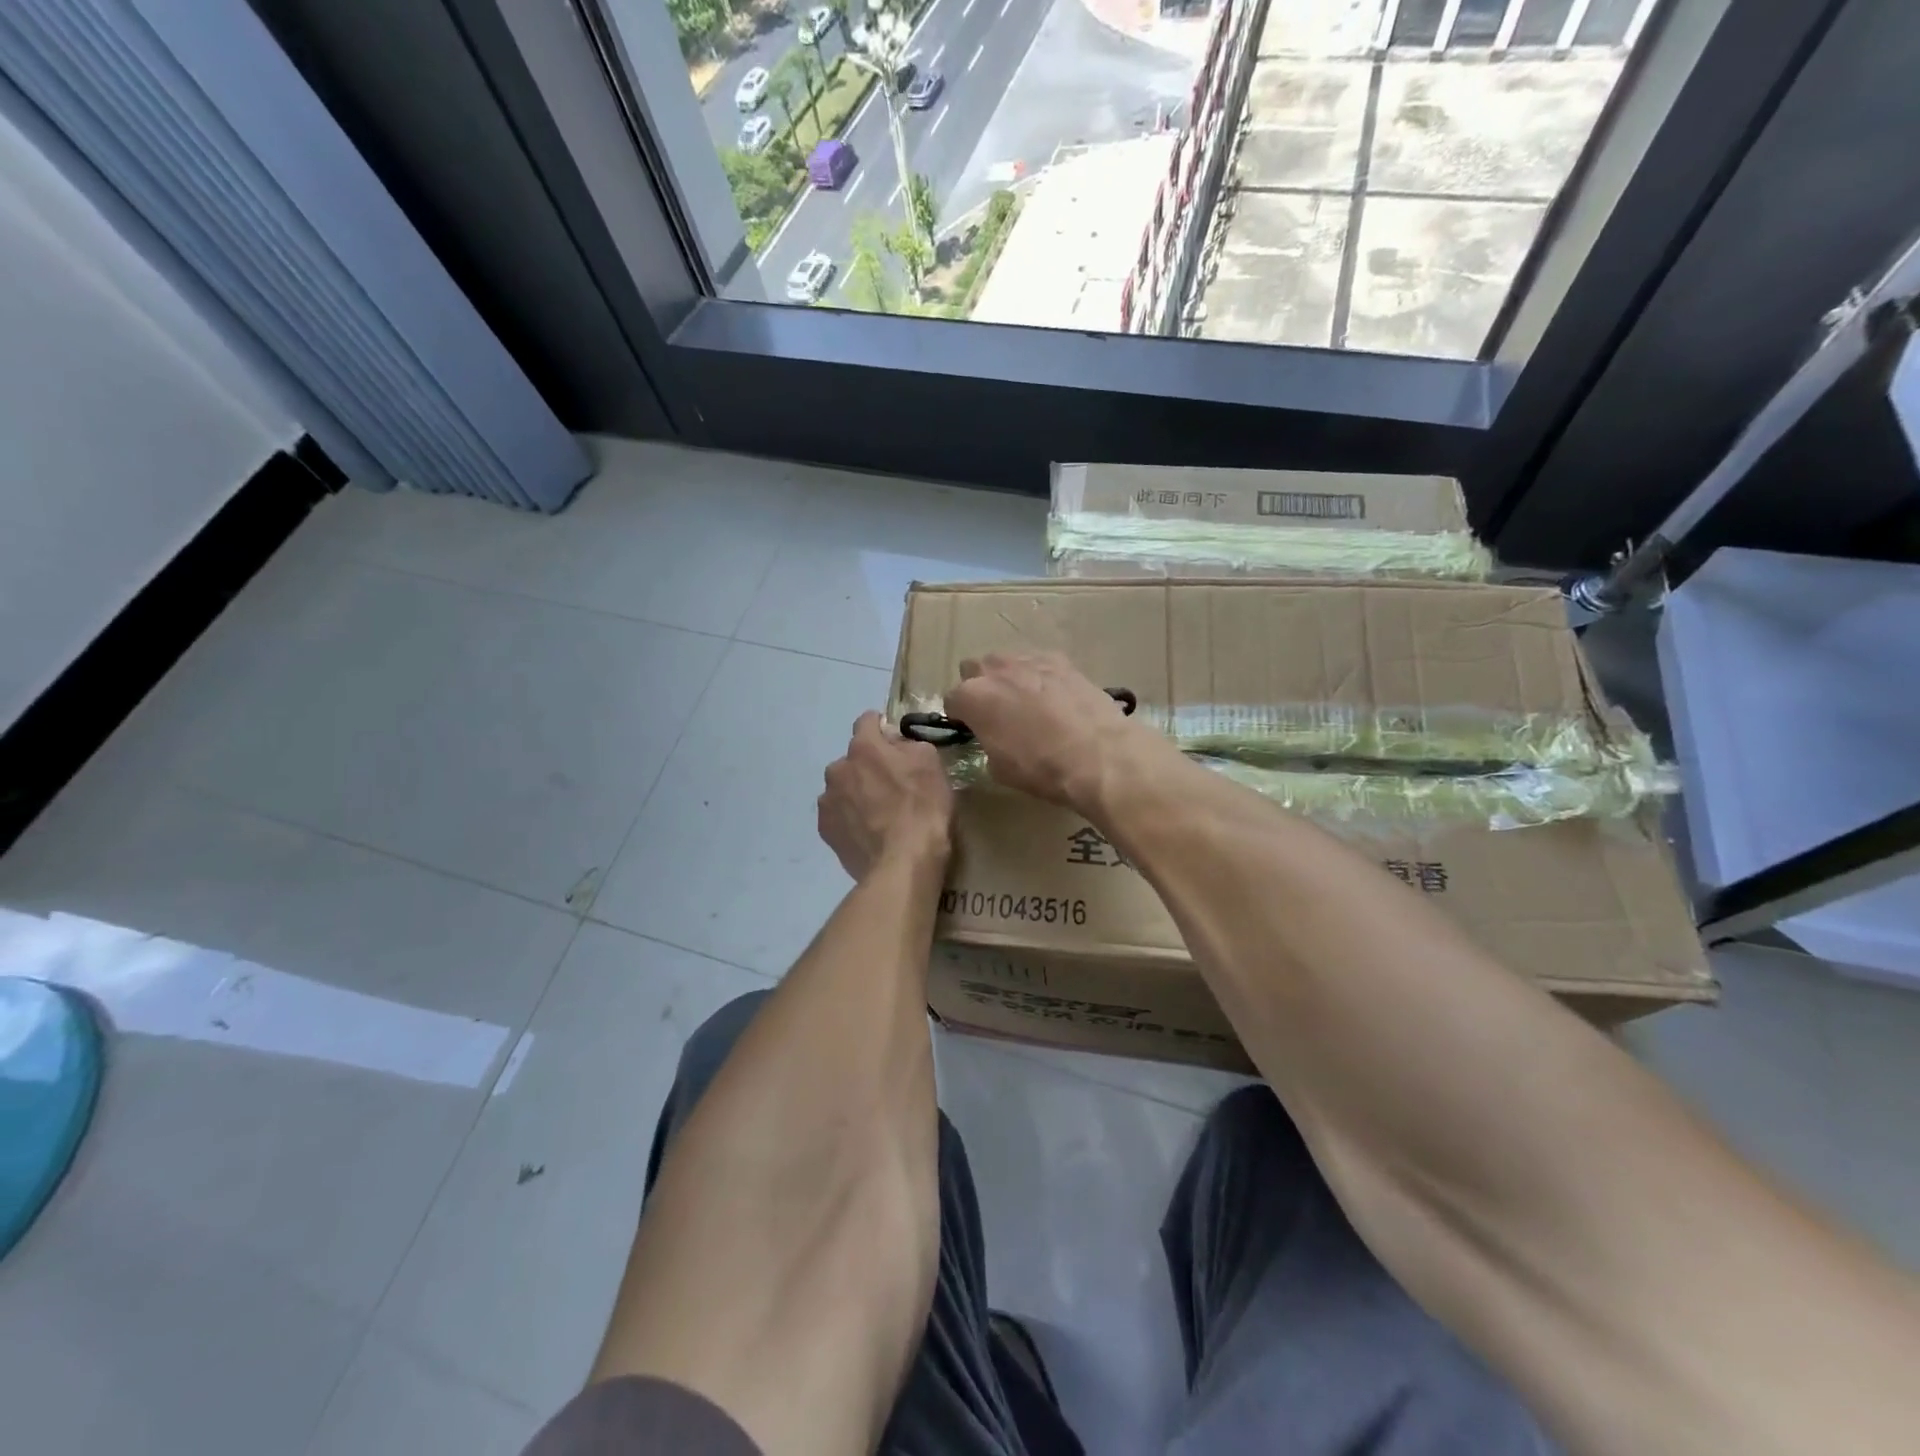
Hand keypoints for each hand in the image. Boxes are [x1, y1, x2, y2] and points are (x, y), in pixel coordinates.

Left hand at [818, 712, 953, 879]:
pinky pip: (838, 814)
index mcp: (863, 747)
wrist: (903, 863)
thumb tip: (895, 742)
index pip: (867, 721)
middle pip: (853, 758)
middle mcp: (838, 768)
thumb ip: (909, 743)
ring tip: (879, 815)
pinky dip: (850, 818)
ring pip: (843, 787)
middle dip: (868, 766)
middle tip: (892, 786)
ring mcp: (828, 801)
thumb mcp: (931, 763)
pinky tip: (869, 832)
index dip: (882, 728)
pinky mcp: (825, 830)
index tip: (895, 743)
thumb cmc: (923, 808)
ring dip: (856, 793)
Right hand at [943, 652, 1165, 809]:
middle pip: (974, 669)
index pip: (952, 700)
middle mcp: (996, 670)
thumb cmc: (1041, 768)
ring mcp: (1030, 660)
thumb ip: (986, 742)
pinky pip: (1037, 663)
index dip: (960, 716)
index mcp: (973, 697)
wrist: (1098, 754)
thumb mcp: (999, 767)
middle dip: (979, 687)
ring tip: (1025, 702)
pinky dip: (1038, 676)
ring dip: (1008, 678)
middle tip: (995, 712)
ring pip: (1006, 661)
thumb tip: (992, 736)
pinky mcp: (1061, 660)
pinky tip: (1052, 696)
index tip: (970, 729)